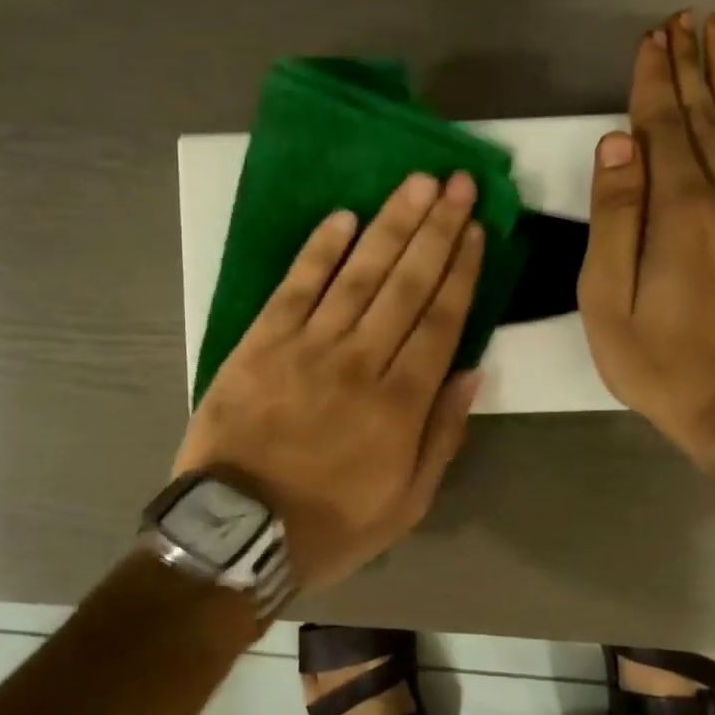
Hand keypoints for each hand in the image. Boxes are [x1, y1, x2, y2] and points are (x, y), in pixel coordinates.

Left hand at [174, 172, 485, 589]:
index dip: (461, 270)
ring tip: (416, 183)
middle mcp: (360, 361)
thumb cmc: (328, 525)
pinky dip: (321, 250)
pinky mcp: (261, 342)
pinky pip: (296, 286)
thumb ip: (443, 435)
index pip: (441, 320)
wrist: (238, 532)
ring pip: (359, 274)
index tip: (476, 229)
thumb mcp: (406, 504)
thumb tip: (472, 371)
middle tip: (458, 183)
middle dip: (436, 229)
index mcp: (400, 402)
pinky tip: (343, 217)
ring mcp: (307, 346)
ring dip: (390, 224)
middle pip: (407, 284)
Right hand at [578, 9, 714, 469]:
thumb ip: (614, 219)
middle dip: (693, 64)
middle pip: (709, 116)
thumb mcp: (609, 301)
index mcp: (680, 211)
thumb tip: (616, 144)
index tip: (650, 38)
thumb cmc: (661, 362)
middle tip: (687, 17)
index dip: (654, 81)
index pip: (664, 127)